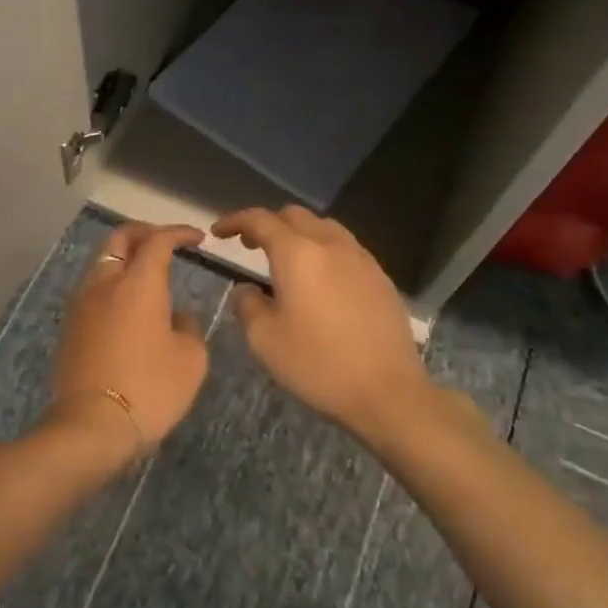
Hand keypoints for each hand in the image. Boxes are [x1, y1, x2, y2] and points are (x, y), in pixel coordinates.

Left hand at [42, 222, 210, 468]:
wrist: (92, 425)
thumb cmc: (150, 388)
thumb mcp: (191, 359)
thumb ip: (188, 327)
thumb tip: (176, 317)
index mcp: (139, 282)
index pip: (158, 240)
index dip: (178, 233)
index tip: (198, 239)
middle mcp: (105, 283)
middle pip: (120, 239)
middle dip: (144, 233)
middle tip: (166, 242)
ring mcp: (82, 303)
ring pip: (102, 263)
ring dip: (125, 259)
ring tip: (147, 275)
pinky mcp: (70, 326)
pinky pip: (93, 290)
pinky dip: (112, 285)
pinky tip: (127, 307)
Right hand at [211, 206, 437, 439]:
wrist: (388, 392)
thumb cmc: (318, 364)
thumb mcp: (264, 339)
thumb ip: (247, 305)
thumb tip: (248, 289)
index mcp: (297, 253)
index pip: (260, 220)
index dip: (235, 221)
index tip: (218, 232)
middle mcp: (329, 244)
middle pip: (294, 215)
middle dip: (267, 224)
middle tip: (249, 245)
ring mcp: (360, 258)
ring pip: (323, 227)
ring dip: (298, 233)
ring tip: (286, 259)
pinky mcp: (380, 277)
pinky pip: (345, 247)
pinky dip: (324, 250)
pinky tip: (321, 279)